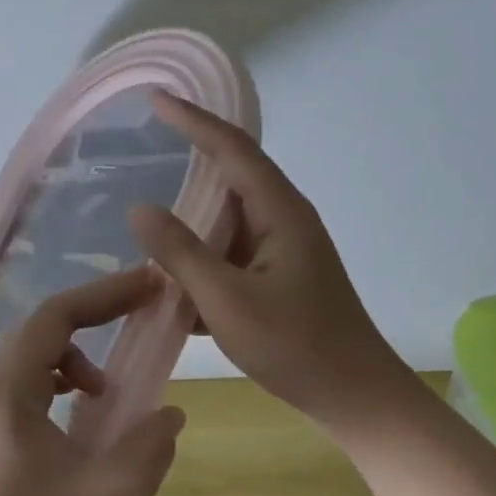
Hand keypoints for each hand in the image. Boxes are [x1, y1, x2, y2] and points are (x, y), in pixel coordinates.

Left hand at [0, 266, 185, 495]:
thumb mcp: (113, 495)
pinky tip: (82, 419)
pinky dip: (60, 384)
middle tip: (140, 313)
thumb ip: (150, 444)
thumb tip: (168, 414)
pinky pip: (26, 386)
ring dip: (75, 357)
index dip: (105, 293)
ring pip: (32, 357)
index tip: (148, 284)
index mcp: (9, 390)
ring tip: (107, 394)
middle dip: (94, 316)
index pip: (57, 316)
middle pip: (42, 329)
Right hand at [128, 91, 425, 429]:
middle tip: (145, 142)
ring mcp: (284, 248)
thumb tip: (139, 208)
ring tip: (150, 213)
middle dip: (192, 155)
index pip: (232, 149)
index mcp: (280, 212)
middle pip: (233, 173)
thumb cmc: (296, 346)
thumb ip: (181, 252)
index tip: (156, 98)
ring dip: (194, 213)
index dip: (193, 120)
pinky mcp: (280, 275)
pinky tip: (174, 272)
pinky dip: (204, 252)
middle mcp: (284, 218)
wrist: (356, 398)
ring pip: (230, 215)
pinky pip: (233, 249)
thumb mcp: (227, 300)